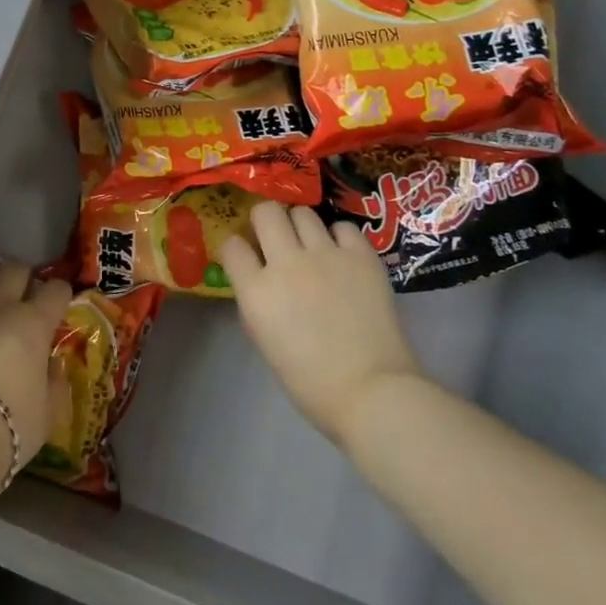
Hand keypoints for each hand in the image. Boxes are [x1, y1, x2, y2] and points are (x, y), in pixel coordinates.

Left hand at [0, 248, 70, 471]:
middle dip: (22, 273)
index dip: (60, 292)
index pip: (55, 291)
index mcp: (33, 324)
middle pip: (15, 269)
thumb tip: (54, 365)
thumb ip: (53, 383)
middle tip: (20, 282)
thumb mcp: (48, 413)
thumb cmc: (7, 426)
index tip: (59, 298)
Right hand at [219, 203, 419, 444]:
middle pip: (266, 212)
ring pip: (303, 213)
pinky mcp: (361, 256)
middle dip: (266, 221)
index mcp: (257, 291)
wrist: (373, 392)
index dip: (237, 248)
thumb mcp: (266, 342)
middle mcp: (287, 263)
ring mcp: (326, 255)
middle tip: (275, 238)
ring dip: (300, 226)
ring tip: (310, 245)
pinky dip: (338, 237)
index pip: (232, 246)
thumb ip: (257, 305)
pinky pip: (343, 227)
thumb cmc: (311, 382)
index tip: (245, 256)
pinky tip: (342, 255)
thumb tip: (259, 283)